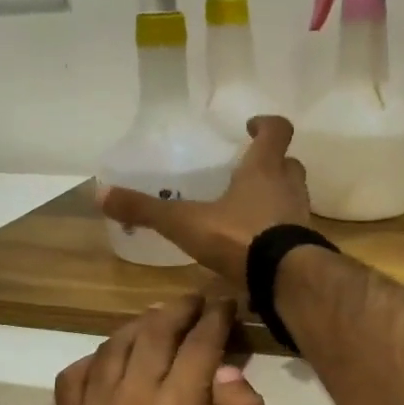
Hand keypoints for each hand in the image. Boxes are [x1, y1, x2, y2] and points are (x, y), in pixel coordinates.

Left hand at [55, 295, 275, 404]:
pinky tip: (118, 358)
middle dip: (179, 311)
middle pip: (152, 335)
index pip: (197, 346)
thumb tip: (226, 367)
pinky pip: (74, 376)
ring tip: (163, 320)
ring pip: (112, 348)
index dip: (215, 319)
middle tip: (197, 302)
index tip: (225, 304)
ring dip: (141, 326)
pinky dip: (97, 358)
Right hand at [99, 116, 309, 283]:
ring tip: (249, 207)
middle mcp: (288, 187)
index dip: (266, 125)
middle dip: (272, 163)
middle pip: (289, 164)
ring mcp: (301, 217)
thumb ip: (146, 210)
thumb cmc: (240, 237)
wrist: (285, 279)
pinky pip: (292, 229)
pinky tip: (257, 244)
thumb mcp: (185, 223)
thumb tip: (99, 193)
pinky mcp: (304, 247)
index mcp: (264, 169)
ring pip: (293, 196)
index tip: (251, 126)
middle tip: (249, 170)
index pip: (277, 131)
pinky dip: (278, 230)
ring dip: (277, 196)